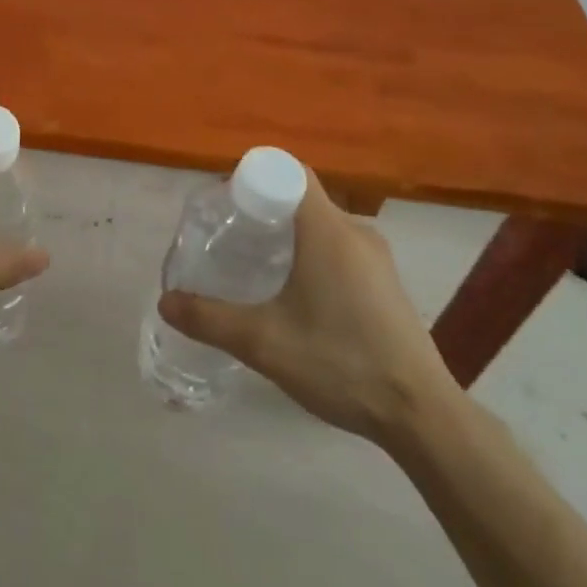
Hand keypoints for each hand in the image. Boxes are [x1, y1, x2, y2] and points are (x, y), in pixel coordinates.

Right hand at [158, 168, 461, 445]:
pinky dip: (311, 255)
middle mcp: (355, 231)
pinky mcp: (386, 283)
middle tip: (228, 237)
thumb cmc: (340, 362)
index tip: (224, 204)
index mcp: (328, 229)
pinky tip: (294, 293)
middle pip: (301, 198)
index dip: (251, 178)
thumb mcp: (263, 342)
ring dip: (287, 235)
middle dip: (262, 210)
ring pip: (321, 226)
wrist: (422, 415)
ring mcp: (377, 258)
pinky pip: (339, 248)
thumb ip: (210, 318)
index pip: (287, 172)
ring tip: (254, 264)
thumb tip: (165, 301)